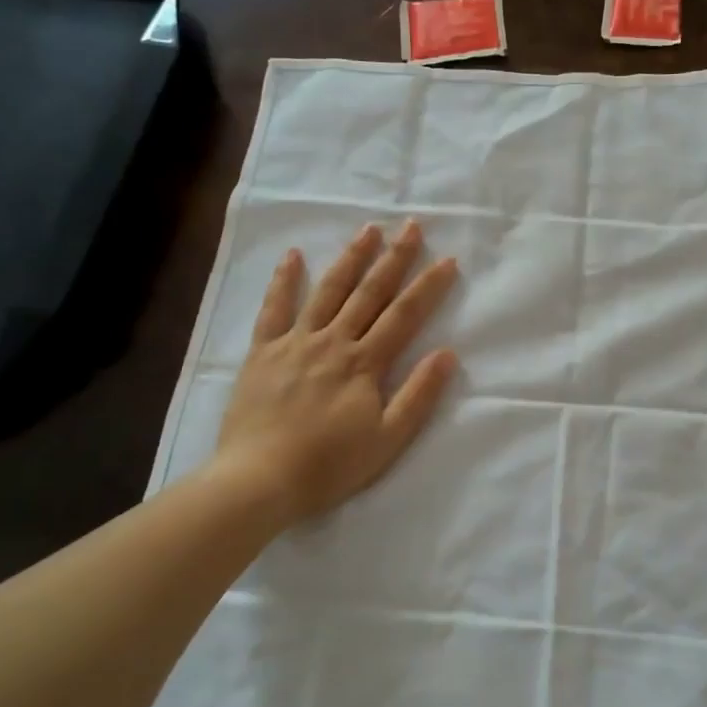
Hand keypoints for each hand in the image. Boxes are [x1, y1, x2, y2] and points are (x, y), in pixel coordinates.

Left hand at [211, 220, 459, 529]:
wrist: (259, 480)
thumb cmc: (329, 466)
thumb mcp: (387, 440)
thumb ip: (418, 395)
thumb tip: (447, 354)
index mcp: (364, 364)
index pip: (404, 316)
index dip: (428, 287)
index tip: (447, 260)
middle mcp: (333, 342)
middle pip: (369, 293)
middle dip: (394, 258)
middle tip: (411, 226)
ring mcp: (295, 343)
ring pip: (328, 291)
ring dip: (350, 258)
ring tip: (368, 230)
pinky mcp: (262, 353)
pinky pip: (274, 310)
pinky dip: (284, 281)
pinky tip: (293, 255)